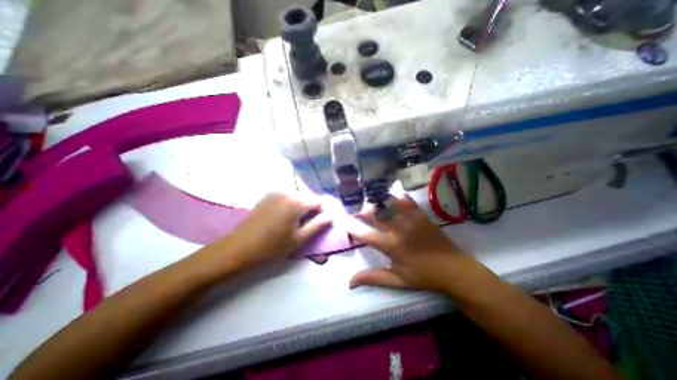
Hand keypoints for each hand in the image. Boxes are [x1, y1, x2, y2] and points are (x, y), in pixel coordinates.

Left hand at [218, 193, 331, 269]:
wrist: (239, 249)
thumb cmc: (272, 247)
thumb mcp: (299, 239)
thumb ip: (318, 225)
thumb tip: (332, 215)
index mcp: (296, 202)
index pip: (318, 201)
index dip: (322, 212)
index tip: (320, 224)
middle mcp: (287, 192)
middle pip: (308, 198)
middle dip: (311, 210)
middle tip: (307, 226)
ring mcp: (276, 192)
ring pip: (297, 198)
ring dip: (301, 208)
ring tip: (295, 224)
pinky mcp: (268, 196)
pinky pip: (287, 198)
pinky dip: (291, 205)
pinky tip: (284, 219)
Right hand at [349, 195, 471, 291]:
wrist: (454, 269)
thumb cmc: (423, 276)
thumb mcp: (398, 280)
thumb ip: (373, 278)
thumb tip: (350, 282)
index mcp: (392, 246)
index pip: (365, 234)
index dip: (351, 227)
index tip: (342, 220)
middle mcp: (399, 229)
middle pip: (375, 214)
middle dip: (361, 210)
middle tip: (354, 208)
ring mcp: (411, 218)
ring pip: (388, 204)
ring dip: (376, 201)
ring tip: (367, 200)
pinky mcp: (420, 214)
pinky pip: (405, 200)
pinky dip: (395, 196)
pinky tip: (388, 193)